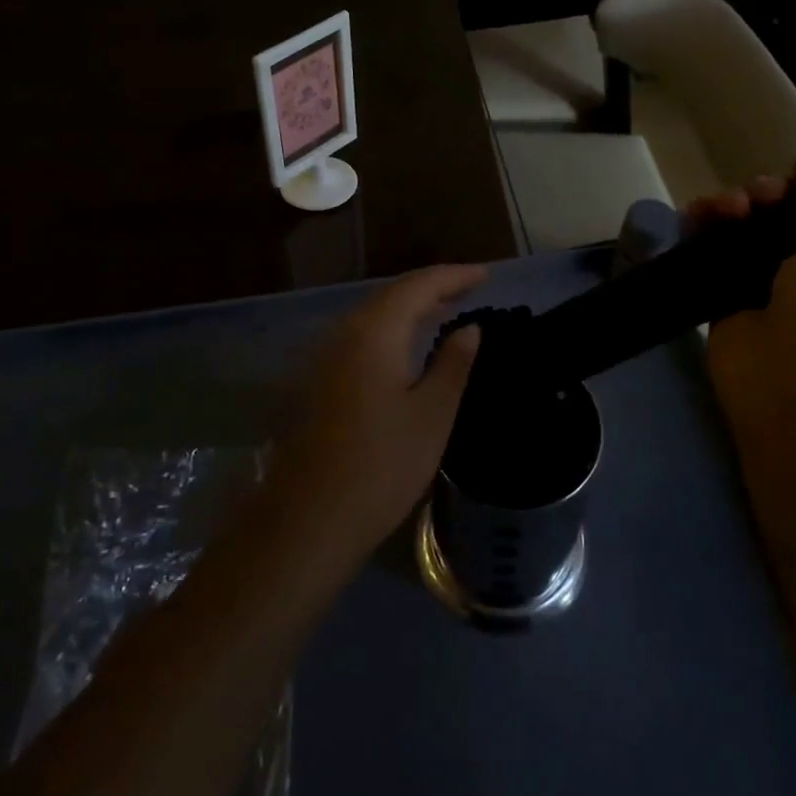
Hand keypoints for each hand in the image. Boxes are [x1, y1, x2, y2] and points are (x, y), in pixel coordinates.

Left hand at [270, 264, 485, 559]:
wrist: (308, 520)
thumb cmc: (381, 466)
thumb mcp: (431, 415)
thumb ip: (453, 364)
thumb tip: (469, 329)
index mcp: (374, 332)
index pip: (419, 286)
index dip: (454, 276)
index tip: (486, 274)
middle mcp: (344, 332)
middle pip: (392, 294)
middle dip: (433, 287)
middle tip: (470, 288)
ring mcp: (325, 356)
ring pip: (374, 314)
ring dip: (411, 307)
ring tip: (446, 309)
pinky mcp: (319, 380)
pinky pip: (362, 336)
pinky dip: (392, 329)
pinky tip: (408, 345)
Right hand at [692, 151, 795, 466]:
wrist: (793, 410)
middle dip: (775, 193)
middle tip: (760, 196)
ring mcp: (776, 283)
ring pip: (753, 227)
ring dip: (738, 207)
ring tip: (726, 208)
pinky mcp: (733, 296)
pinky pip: (718, 251)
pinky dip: (706, 229)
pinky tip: (697, 215)